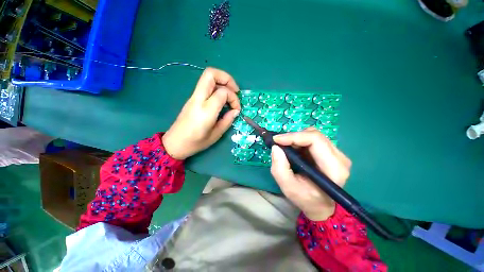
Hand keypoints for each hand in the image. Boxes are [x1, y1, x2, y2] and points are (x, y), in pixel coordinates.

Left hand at [162, 68, 240, 159]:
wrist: (175, 144)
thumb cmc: (196, 142)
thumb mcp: (216, 134)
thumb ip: (227, 120)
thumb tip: (235, 111)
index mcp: (206, 110)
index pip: (223, 92)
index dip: (234, 98)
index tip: (236, 109)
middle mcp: (198, 99)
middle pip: (210, 74)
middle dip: (227, 78)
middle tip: (235, 90)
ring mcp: (193, 97)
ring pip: (207, 77)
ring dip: (222, 82)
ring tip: (230, 95)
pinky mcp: (192, 99)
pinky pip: (205, 86)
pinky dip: (217, 87)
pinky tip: (221, 99)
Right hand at [270, 128, 351, 220]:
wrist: (321, 206)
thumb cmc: (306, 199)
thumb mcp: (288, 188)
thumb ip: (279, 168)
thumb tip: (276, 147)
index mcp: (334, 168)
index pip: (315, 140)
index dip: (293, 136)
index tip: (276, 139)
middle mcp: (340, 158)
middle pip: (315, 135)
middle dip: (293, 137)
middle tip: (280, 144)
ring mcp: (338, 154)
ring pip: (314, 135)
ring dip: (297, 140)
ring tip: (288, 149)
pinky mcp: (333, 153)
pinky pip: (314, 140)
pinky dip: (301, 142)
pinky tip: (296, 151)